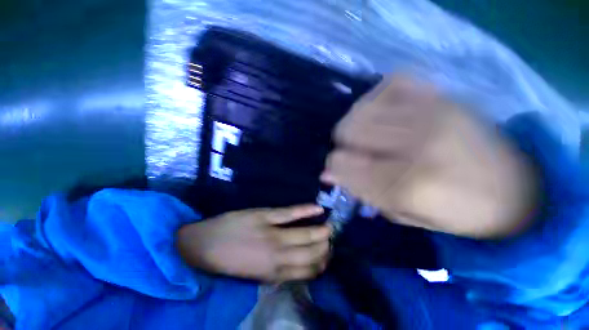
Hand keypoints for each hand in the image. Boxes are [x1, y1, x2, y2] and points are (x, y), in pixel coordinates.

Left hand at [176, 205, 331, 281]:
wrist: (204, 245)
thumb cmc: (232, 261)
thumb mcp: (256, 274)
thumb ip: (278, 271)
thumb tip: (299, 266)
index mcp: (274, 273)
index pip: (308, 271)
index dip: (322, 264)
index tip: (328, 256)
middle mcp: (278, 255)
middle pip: (311, 253)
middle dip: (326, 248)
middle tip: (332, 241)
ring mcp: (272, 234)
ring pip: (305, 234)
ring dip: (321, 232)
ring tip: (330, 228)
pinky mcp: (265, 216)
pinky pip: (290, 213)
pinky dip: (306, 210)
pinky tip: (319, 208)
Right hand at [324, 76, 537, 237]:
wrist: (518, 187)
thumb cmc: (457, 212)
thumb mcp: (402, 215)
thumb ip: (360, 192)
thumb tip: (326, 174)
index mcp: (407, 184)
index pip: (341, 164)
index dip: (333, 168)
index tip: (335, 172)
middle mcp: (416, 142)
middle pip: (346, 130)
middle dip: (342, 145)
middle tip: (356, 155)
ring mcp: (431, 110)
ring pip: (360, 108)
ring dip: (356, 125)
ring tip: (370, 137)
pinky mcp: (442, 93)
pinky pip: (389, 84)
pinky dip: (377, 100)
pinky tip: (386, 115)